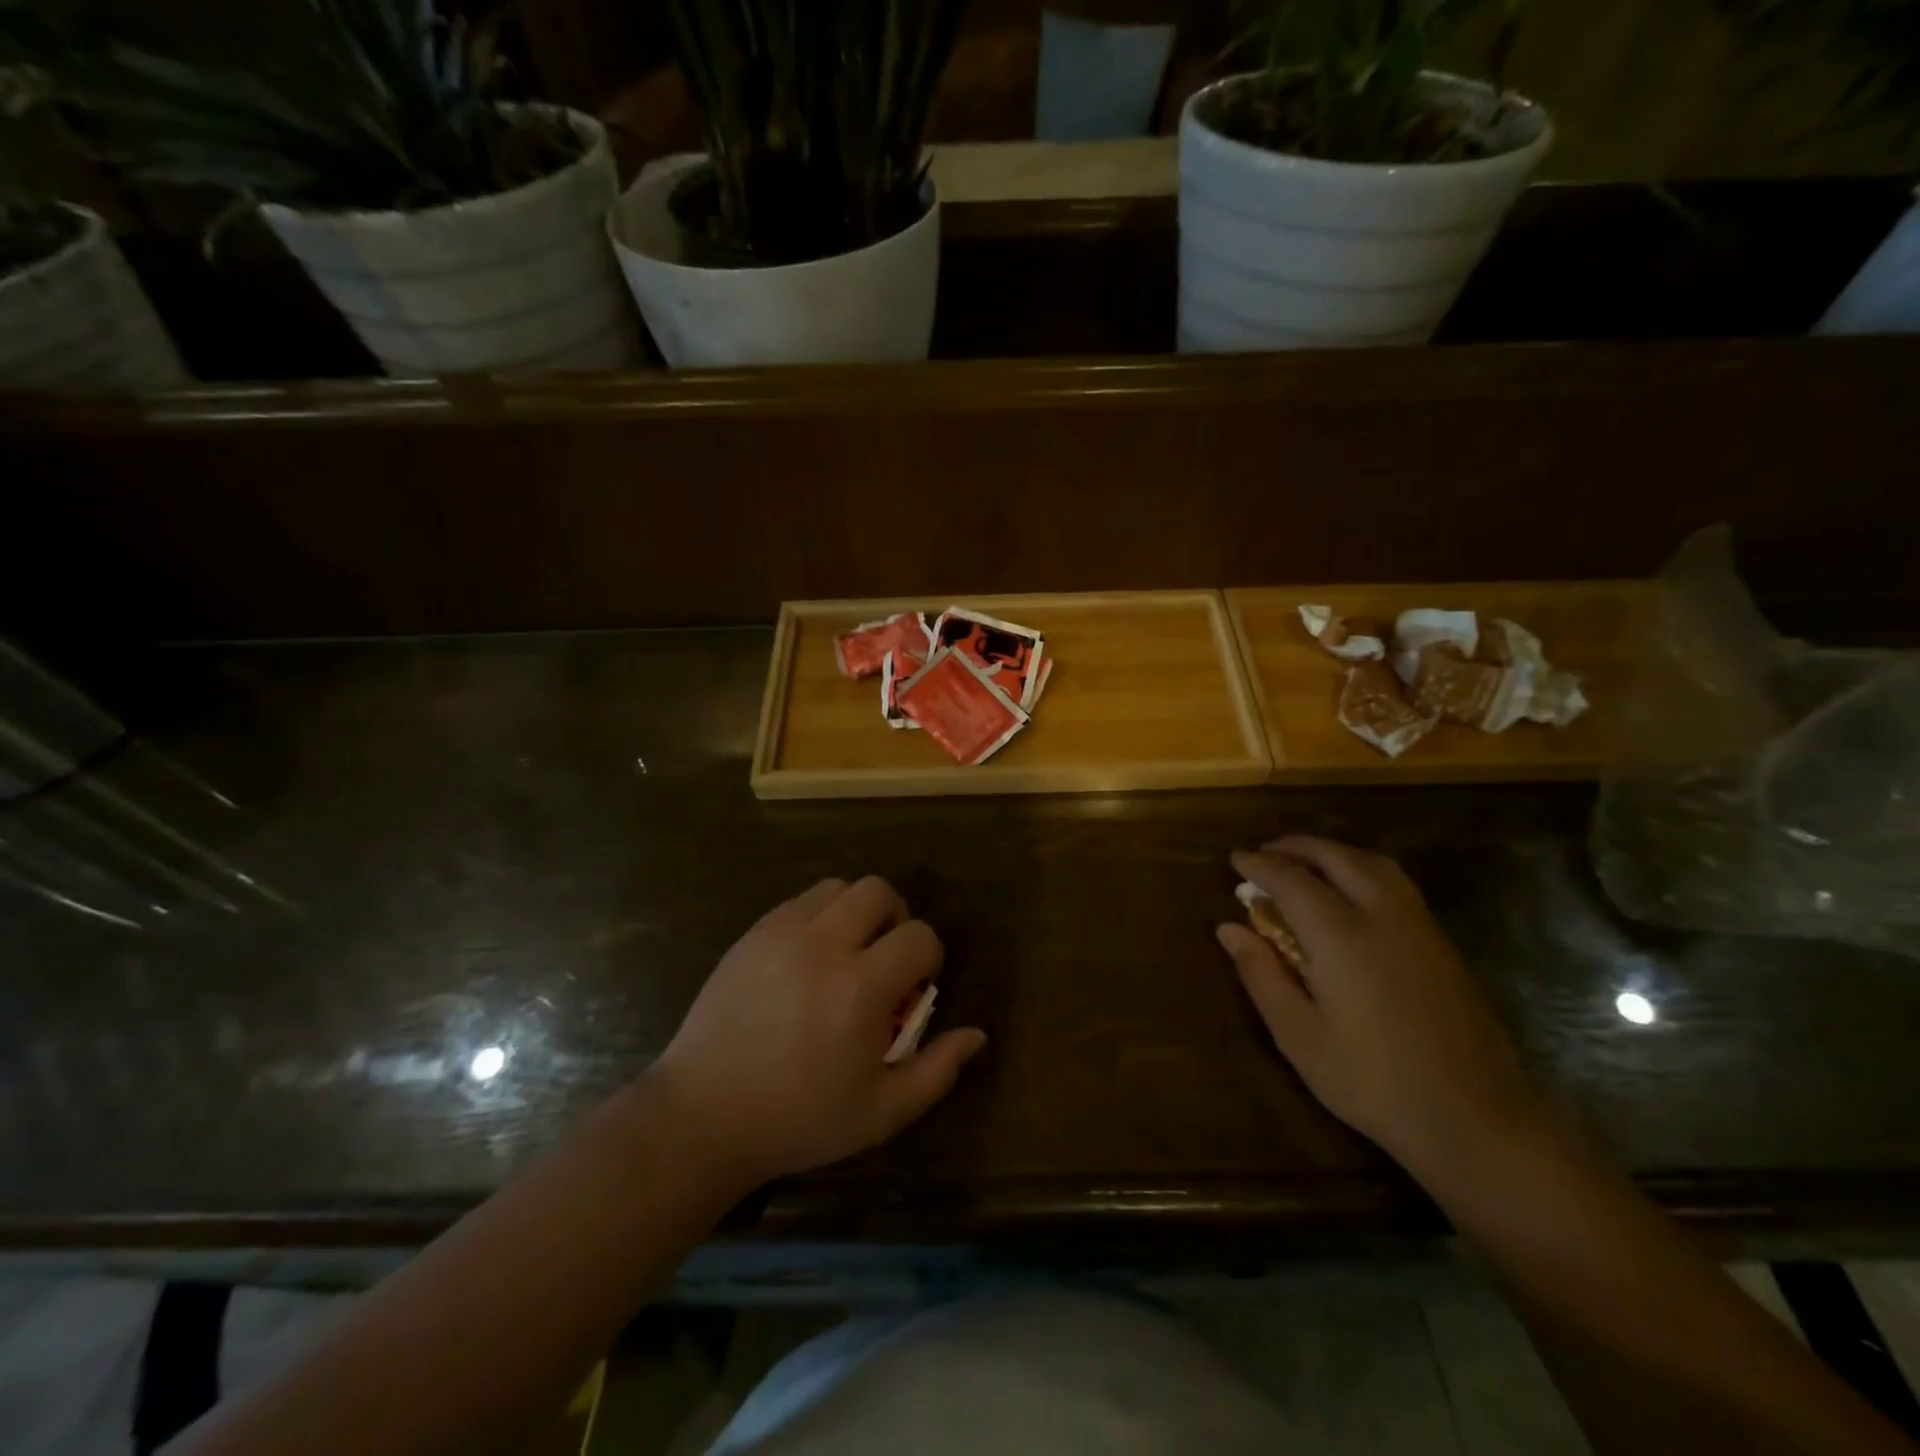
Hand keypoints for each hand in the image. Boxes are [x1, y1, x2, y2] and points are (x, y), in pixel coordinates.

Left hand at [651, 877, 986, 1189]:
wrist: (703, 1115)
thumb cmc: (798, 1120)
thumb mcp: (880, 1113)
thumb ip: (937, 1071)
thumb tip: (977, 1034)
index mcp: (860, 989)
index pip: (919, 937)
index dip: (929, 959)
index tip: (915, 988)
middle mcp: (823, 946)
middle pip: (879, 891)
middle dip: (896, 918)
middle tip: (884, 959)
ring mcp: (782, 934)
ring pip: (839, 888)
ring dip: (856, 912)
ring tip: (847, 953)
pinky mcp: (753, 934)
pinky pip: (800, 901)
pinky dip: (819, 917)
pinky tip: (809, 959)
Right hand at [1217, 837, 1545, 1183]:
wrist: (1477, 1120)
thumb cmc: (1373, 1081)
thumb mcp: (1299, 1035)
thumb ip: (1261, 974)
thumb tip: (1228, 929)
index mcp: (1342, 937)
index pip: (1292, 880)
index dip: (1260, 865)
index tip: (1235, 859)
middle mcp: (1383, 917)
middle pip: (1337, 857)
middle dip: (1298, 846)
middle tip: (1267, 852)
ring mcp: (1420, 927)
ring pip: (1374, 864)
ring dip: (1334, 852)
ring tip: (1306, 863)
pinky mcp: (1442, 943)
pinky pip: (1397, 884)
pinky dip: (1362, 869)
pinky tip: (1350, 893)